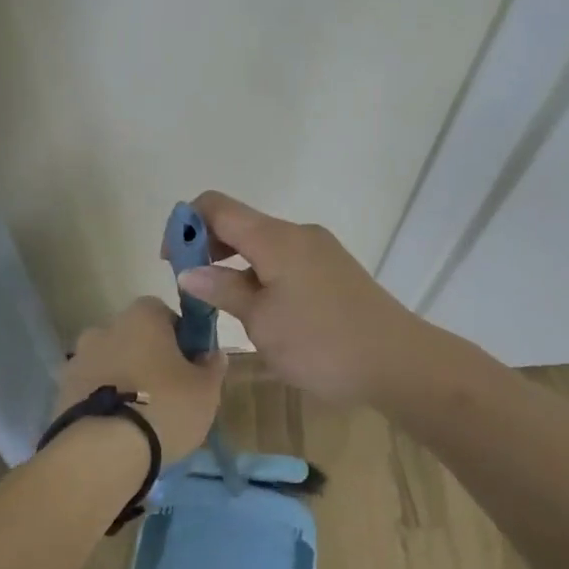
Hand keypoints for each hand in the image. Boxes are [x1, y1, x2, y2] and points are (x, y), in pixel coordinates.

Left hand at [55, 297, 225, 463]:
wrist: (102, 453)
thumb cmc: (164, 408)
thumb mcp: (206, 390)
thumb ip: (212, 366)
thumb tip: (212, 354)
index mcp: (142, 317)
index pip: (164, 313)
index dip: (179, 336)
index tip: (189, 364)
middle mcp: (104, 328)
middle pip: (133, 338)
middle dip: (148, 358)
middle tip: (167, 392)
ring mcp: (78, 360)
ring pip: (110, 364)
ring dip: (123, 380)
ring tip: (140, 417)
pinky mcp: (60, 392)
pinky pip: (90, 390)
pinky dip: (103, 401)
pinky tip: (117, 429)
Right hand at [173, 191, 426, 405]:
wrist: (397, 361)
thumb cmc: (320, 343)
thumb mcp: (262, 322)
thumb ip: (223, 291)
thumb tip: (190, 272)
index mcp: (276, 238)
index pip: (217, 207)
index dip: (186, 225)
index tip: (171, 262)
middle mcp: (299, 233)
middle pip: (240, 224)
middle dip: (209, 248)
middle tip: (195, 290)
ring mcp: (320, 251)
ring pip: (264, 245)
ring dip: (236, 265)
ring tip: (225, 306)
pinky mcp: (334, 271)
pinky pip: (286, 261)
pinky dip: (262, 274)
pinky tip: (261, 311)